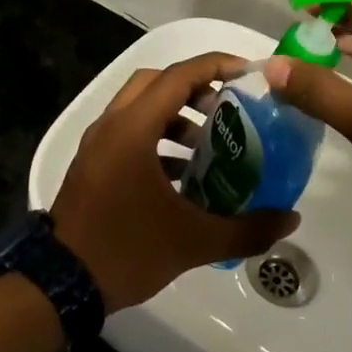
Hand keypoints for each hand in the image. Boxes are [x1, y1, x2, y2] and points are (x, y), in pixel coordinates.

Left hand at [51, 52, 300, 312]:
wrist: (59, 286)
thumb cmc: (126, 251)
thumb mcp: (193, 241)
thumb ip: (247, 229)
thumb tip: (292, 220)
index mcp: (133, 129)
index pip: (179, 76)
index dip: (217, 66)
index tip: (250, 74)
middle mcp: (111, 125)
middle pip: (157, 82)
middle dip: (196, 87)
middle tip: (229, 107)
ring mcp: (97, 145)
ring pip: (141, 107)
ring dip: (176, 114)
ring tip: (211, 142)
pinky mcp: (93, 164)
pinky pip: (129, 132)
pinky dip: (158, 138)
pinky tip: (184, 174)